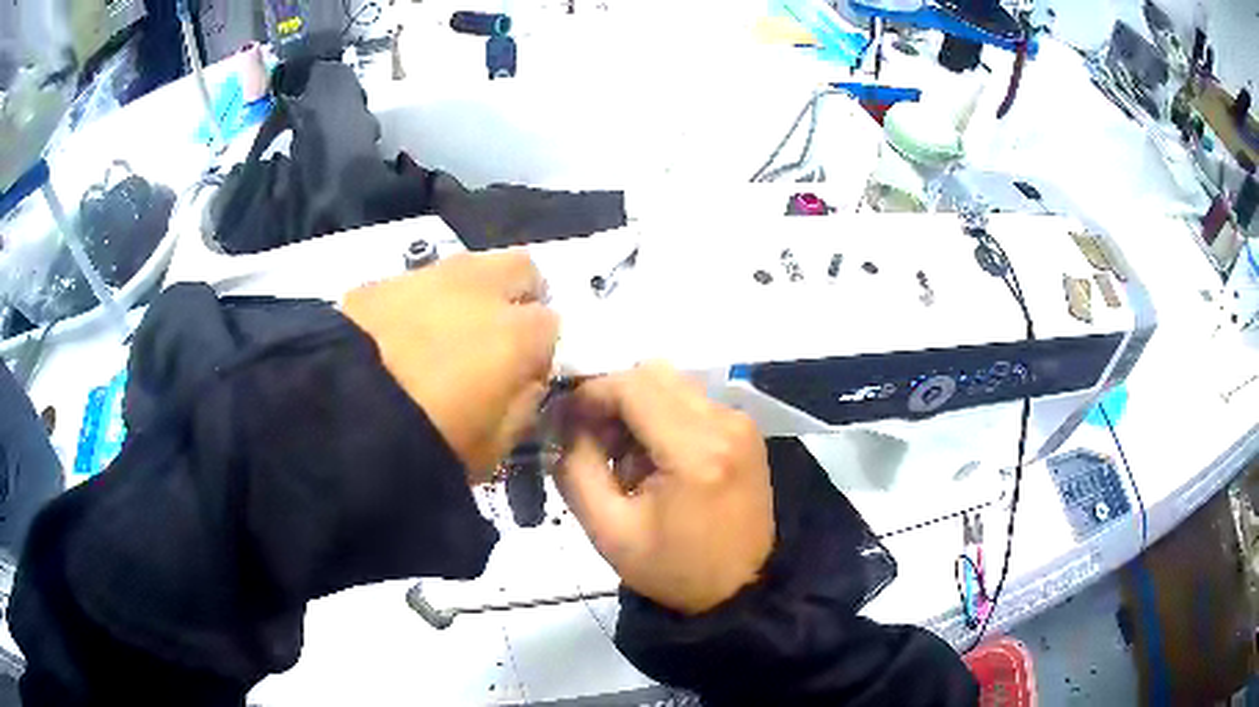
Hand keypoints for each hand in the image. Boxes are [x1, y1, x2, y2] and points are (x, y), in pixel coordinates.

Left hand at [343, 251, 558, 481]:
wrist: (338, 415)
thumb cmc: (428, 441)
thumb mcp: (494, 448)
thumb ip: (524, 405)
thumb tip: (528, 378)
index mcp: (517, 334)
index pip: (554, 325)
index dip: (540, 350)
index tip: (521, 374)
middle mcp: (482, 290)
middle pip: (523, 269)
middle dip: (519, 296)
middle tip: (496, 335)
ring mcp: (430, 276)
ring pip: (472, 265)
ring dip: (471, 292)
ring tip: (444, 332)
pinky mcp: (384, 278)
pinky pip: (419, 279)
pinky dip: (422, 299)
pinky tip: (400, 333)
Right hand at [554, 364, 774, 614]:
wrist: (740, 589)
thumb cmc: (673, 568)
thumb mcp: (608, 530)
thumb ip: (576, 469)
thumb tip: (564, 423)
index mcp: (696, 452)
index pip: (633, 386)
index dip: (591, 393)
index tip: (567, 420)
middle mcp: (725, 424)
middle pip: (654, 375)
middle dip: (613, 397)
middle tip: (592, 439)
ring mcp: (741, 423)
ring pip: (672, 383)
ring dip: (638, 405)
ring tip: (622, 454)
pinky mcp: (745, 430)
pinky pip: (692, 400)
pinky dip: (663, 415)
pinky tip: (653, 456)